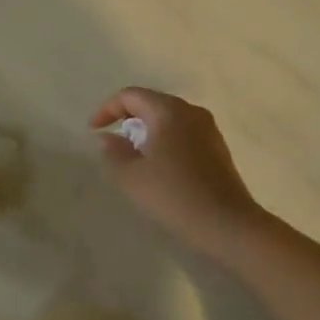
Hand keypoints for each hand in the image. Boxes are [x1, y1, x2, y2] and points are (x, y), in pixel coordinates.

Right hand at [91, 87, 261, 253]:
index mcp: (168, 110)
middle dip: (128, 118)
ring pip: (169, 118)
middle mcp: (191, 111)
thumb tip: (107, 137)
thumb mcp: (132, 176)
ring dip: (148, 131)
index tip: (93, 131)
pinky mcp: (218, 147)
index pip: (130, 96)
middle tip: (112, 141)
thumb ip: (114, 151)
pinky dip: (166, 141)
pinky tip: (160, 166)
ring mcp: (208, 128)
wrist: (226, 223)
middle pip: (152, 103)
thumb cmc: (173, 195)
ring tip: (134, 155)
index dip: (107, 109)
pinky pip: (184, 133)